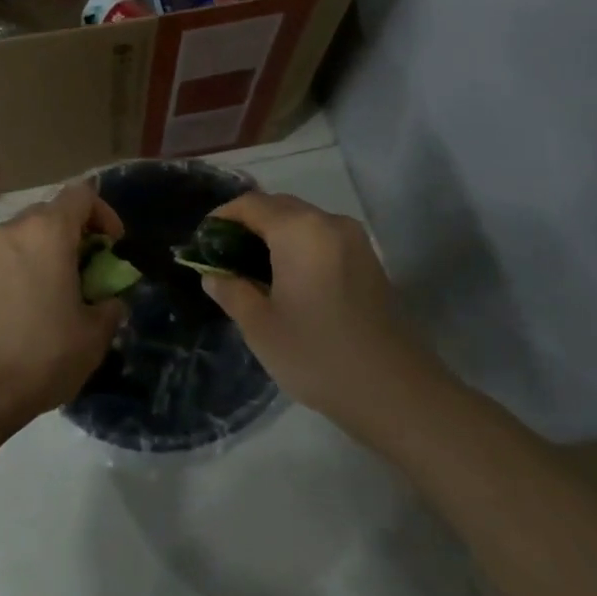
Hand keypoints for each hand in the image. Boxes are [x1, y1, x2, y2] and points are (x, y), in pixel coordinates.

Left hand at [0, 181, 127, 426]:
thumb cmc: (41, 354)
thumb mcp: (94, 335)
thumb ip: (109, 307)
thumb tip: (108, 301)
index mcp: (48, 232)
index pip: (81, 194)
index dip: (104, 214)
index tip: (113, 247)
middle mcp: (13, 230)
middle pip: (52, 212)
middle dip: (76, 234)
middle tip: (90, 271)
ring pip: (26, 235)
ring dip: (49, 252)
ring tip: (60, 292)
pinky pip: (6, 256)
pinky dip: (24, 268)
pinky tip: (30, 308)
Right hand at [197, 191, 424, 418]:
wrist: (394, 391)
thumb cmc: (316, 354)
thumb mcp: (260, 326)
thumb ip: (231, 291)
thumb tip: (212, 274)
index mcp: (300, 230)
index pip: (251, 204)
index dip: (222, 217)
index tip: (202, 242)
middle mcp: (329, 223)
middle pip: (279, 206)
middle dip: (248, 224)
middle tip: (223, 256)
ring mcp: (355, 240)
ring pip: (303, 221)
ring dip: (274, 235)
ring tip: (251, 269)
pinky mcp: (369, 260)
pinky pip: (323, 238)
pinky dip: (298, 246)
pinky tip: (286, 279)